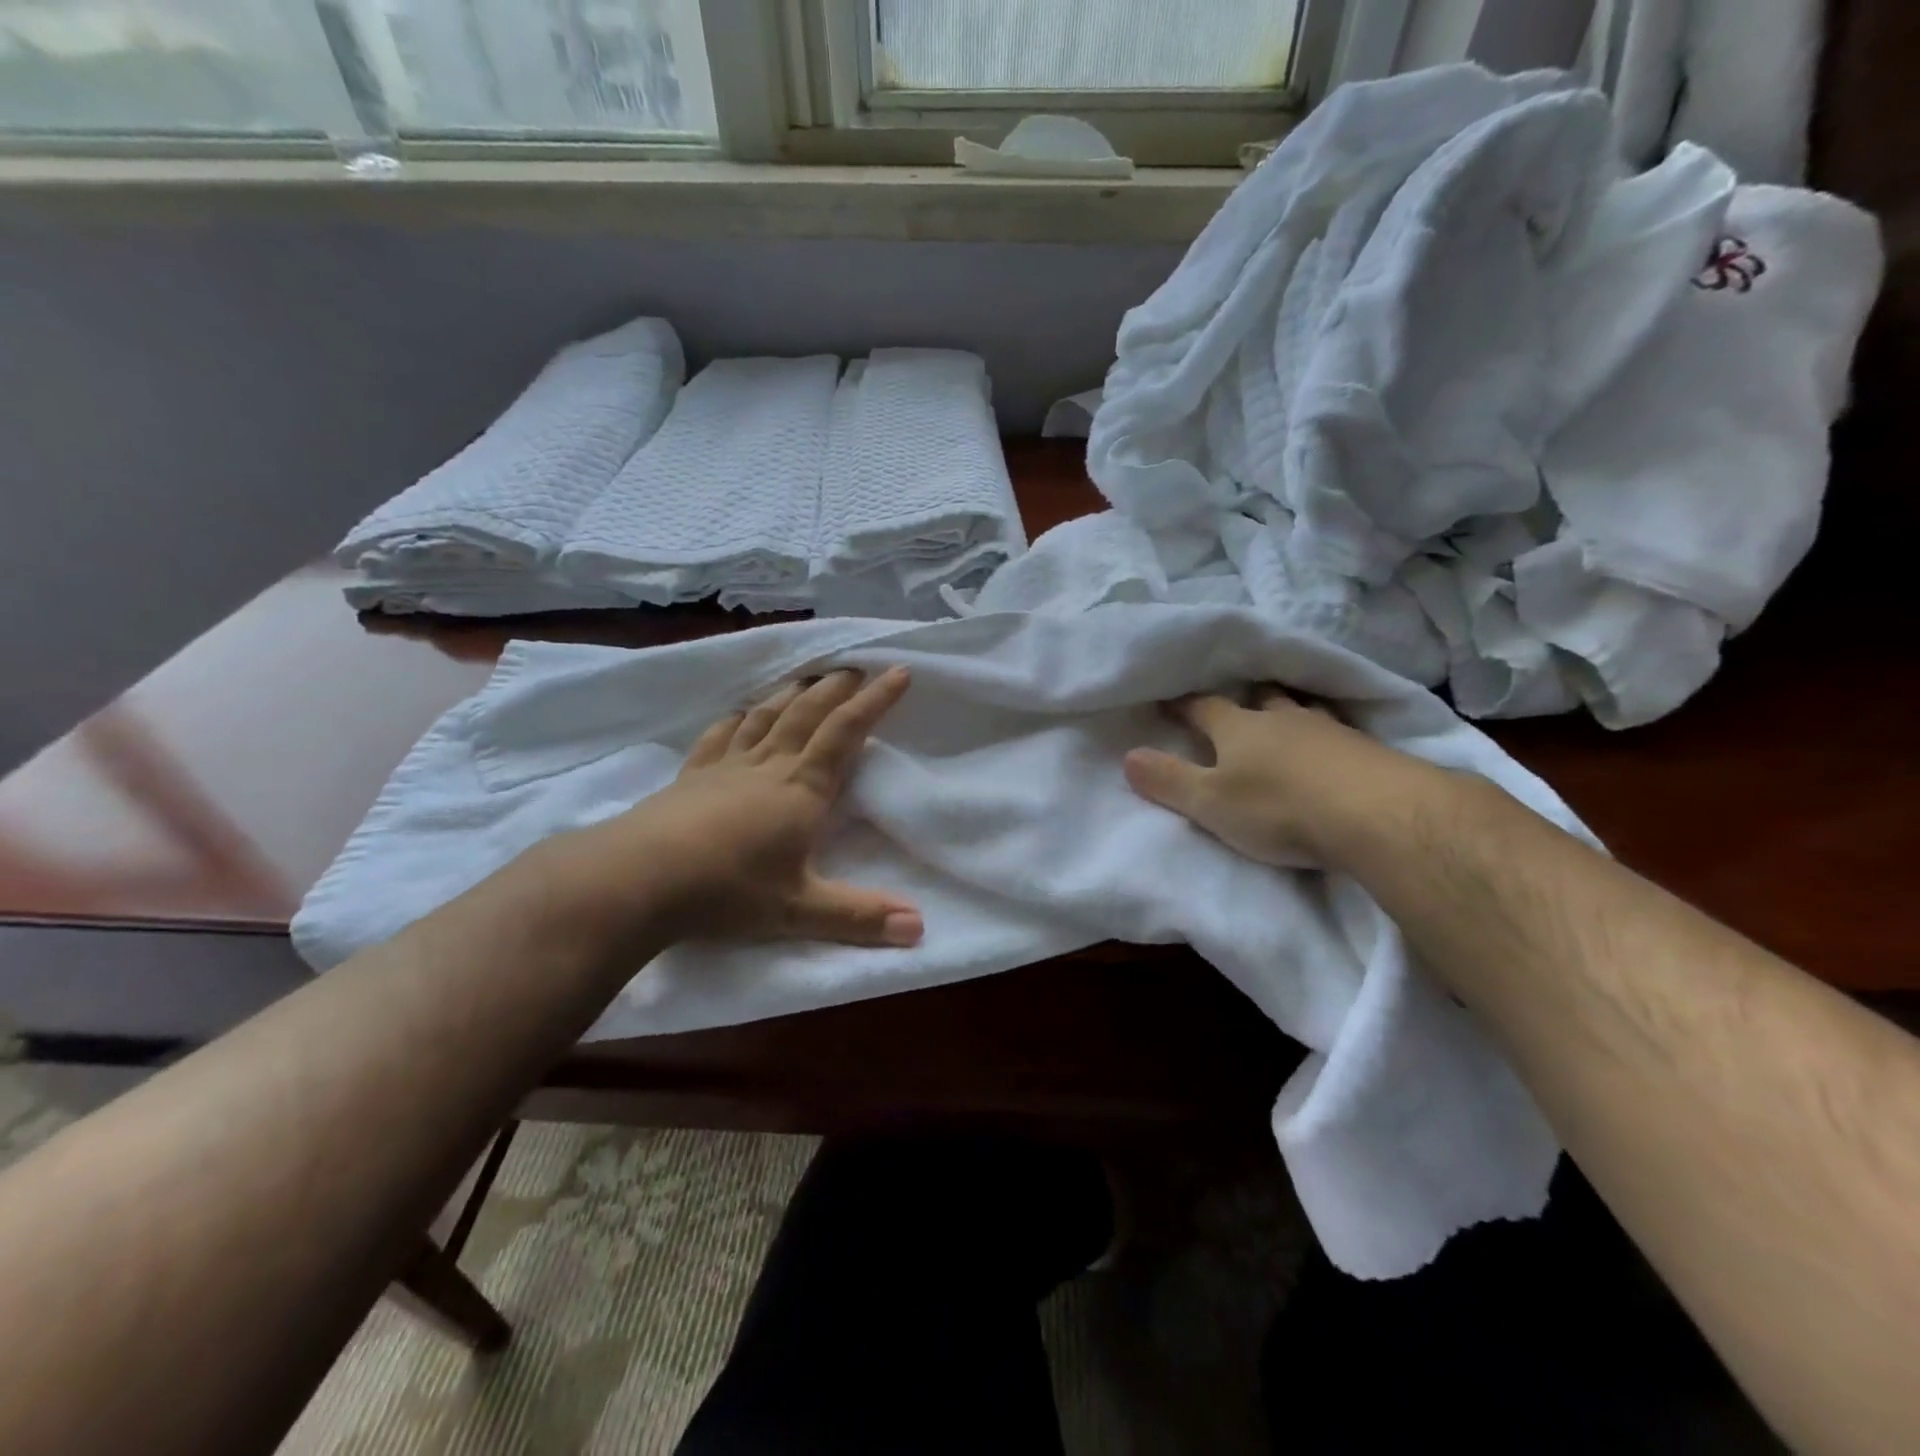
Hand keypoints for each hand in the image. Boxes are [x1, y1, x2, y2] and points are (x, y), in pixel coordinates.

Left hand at [538, 668, 923, 949]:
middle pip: (808, 713)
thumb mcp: (799, 910)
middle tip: (856, 667)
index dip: (875, 701)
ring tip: (808, 678)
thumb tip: (920, 929)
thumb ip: (860, 917)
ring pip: (766, 717)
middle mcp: (768, 767)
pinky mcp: (691, 777)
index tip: (899, 672)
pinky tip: (738, 712)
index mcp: (802, 789)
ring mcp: (726, 767)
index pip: (846, 732)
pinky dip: (736, 719)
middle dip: (837, 688)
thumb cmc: (727, 891)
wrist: (638, 879)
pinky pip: (720, 737)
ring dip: (791, 693)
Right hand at [1123, 688, 1434, 868]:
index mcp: (1239, 728)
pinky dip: (1326, 738)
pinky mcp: (1368, 750)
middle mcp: (1283, 719)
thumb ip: (1169, 781)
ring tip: (1286, 720)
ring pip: (1302, 711)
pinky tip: (1332, 750)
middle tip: (1237, 706)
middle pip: (1260, 699)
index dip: (1184, 705)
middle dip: (1244, 701)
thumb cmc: (1279, 808)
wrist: (1377, 815)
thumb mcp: (1210, 803)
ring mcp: (1330, 730)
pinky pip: (1338, 733)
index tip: (1169, 701)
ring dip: (1290, 713)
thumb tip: (1128, 756)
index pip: (1204, 707)